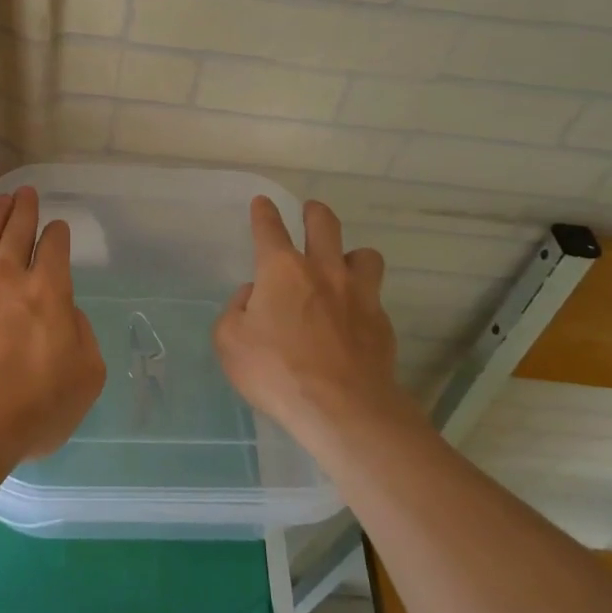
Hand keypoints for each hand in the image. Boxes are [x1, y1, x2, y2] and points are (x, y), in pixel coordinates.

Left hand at [0, 187, 105, 462]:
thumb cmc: (34, 408)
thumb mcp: (87, 376)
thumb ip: (83, 334)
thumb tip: (66, 312)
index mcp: (48, 291)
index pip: (54, 246)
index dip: (58, 233)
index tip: (57, 229)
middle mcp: (7, 276)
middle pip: (17, 229)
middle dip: (25, 208)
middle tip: (27, 193)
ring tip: (0, 199)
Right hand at [214, 197, 412, 443]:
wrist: (343, 409)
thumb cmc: (277, 372)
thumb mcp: (230, 342)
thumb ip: (235, 311)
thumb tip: (253, 296)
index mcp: (282, 270)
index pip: (270, 228)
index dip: (264, 212)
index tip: (263, 203)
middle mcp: (323, 271)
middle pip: (324, 224)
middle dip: (314, 213)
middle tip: (310, 212)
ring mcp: (359, 294)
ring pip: (364, 254)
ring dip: (350, 254)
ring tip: (342, 267)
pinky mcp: (382, 322)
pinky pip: (374, 296)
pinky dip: (362, 299)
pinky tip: (353, 318)